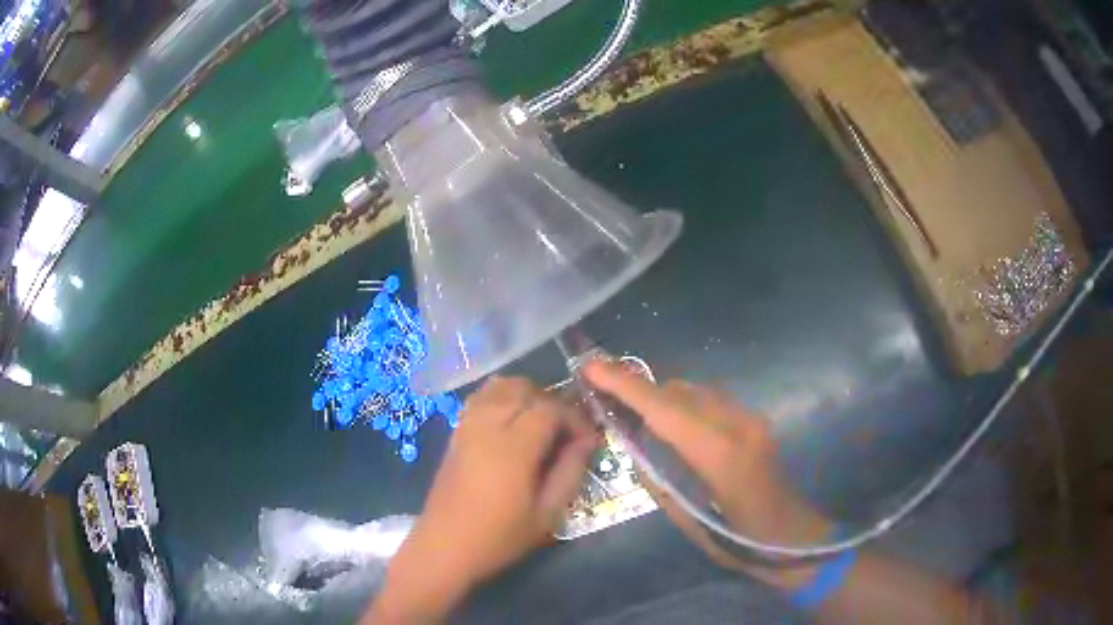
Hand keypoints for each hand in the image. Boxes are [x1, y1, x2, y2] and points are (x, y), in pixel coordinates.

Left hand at [368, 377, 597, 622]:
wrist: (445, 546)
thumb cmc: (499, 537)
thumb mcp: (546, 514)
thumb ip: (569, 472)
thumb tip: (587, 441)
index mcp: (513, 448)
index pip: (550, 409)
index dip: (574, 418)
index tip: (587, 440)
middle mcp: (488, 427)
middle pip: (524, 389)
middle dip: (552, 402)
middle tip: (565, 432)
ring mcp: (467, 426)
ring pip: (500, 386)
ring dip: (526, 395)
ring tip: (540, 424)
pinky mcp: (455, 433)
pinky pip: (480, 398)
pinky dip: (501, 397)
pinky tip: (511, 422)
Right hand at [583, 361, 831, 587]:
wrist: (791, 535)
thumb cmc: (739, 540)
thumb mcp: (689, 520)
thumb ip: (659, 479)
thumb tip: (634, 445)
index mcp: (719, 455)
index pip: (664, 409)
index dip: (625, 385)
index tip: (591, 366)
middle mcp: (737, 425)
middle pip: (678, 392)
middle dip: (638, 389)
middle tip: (602, 393)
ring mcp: (751, 418)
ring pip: (695, 391)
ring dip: (661, 397)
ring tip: (631, 410)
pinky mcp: (756, 420)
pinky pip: (710, 401)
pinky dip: (683, 404)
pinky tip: (670, 423)